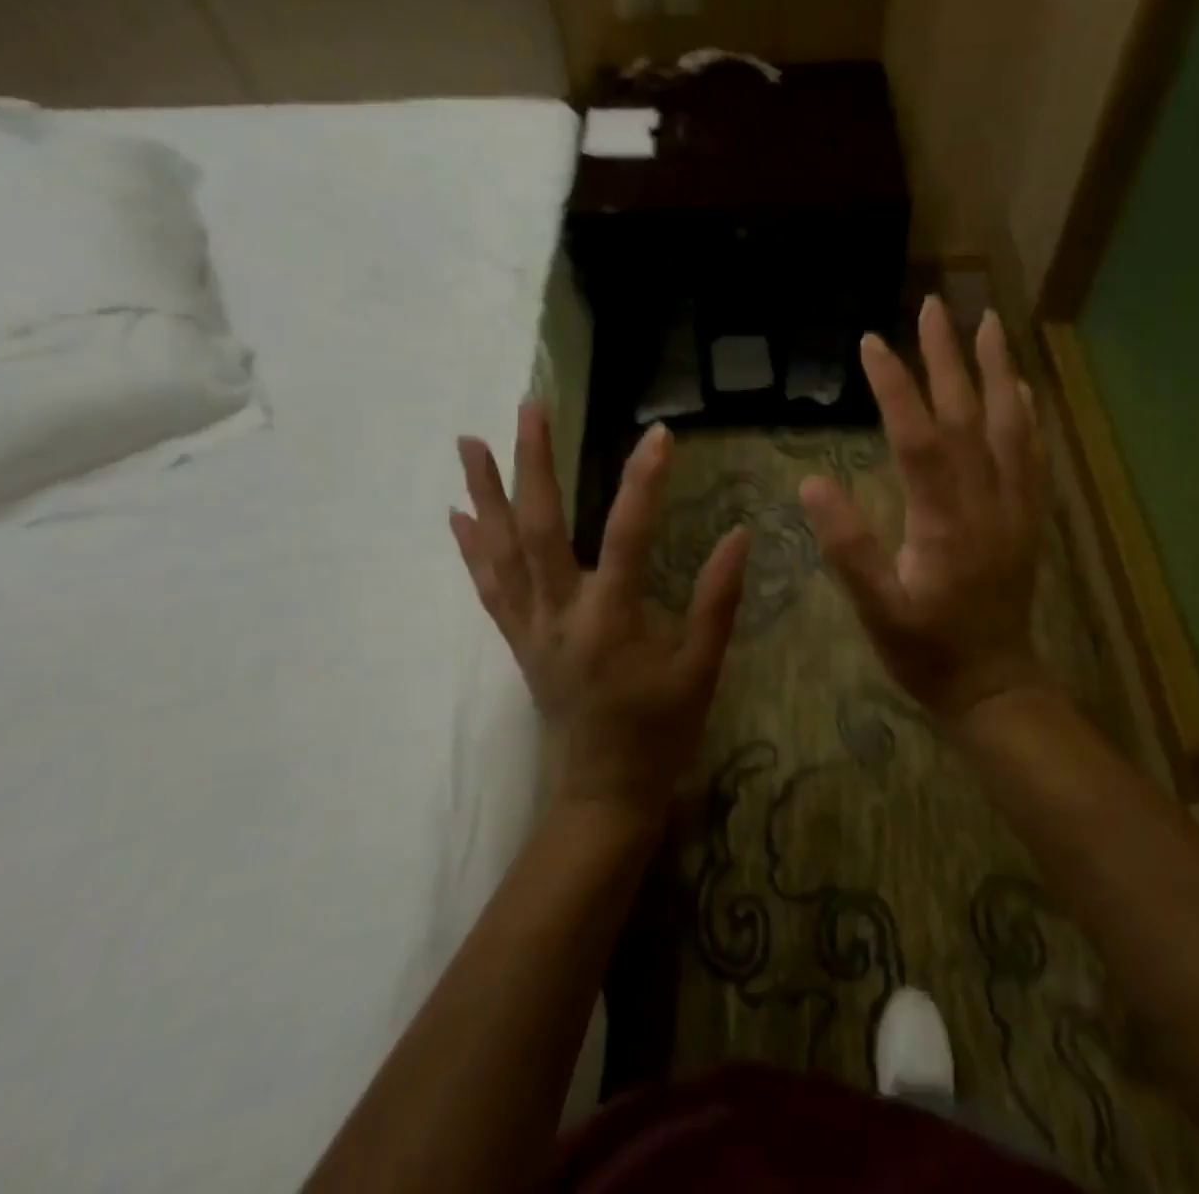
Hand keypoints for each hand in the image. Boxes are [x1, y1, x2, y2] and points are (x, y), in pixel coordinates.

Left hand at [450, 406, 749, 828]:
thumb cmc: (662, 729)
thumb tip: (740, 534)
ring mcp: (531, 627)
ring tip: (468, 442)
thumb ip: (717, 599)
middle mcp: (560, 614)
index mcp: (611, 620)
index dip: (644, 482)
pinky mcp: (518, 640)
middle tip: (528, 408)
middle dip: (533, 464)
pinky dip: (470, 548)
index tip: (660, 434)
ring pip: (500, 551)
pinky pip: (487, 587)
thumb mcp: (702, 667)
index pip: (627, 535)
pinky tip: (457, 516)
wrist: (605, 791)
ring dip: (484, 494)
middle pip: (539, 528)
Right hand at [799, 297, 1049, 721]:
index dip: (895, 386)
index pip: (918, 436)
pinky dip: (1027, 413)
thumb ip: (847, 547)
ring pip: (1010, 424)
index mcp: (943, 519)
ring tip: (988, 324)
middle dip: (948, 357)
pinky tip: (1021, 388)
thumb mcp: (875, 609)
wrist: (994, 684)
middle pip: (968, 415)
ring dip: (998, 369)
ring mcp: (1014, 506)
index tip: (872, 343)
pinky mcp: (1027, 517)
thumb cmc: (925, 650)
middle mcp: (986, 500)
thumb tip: (811, 482)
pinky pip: (1033, 453)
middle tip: (934, 305)